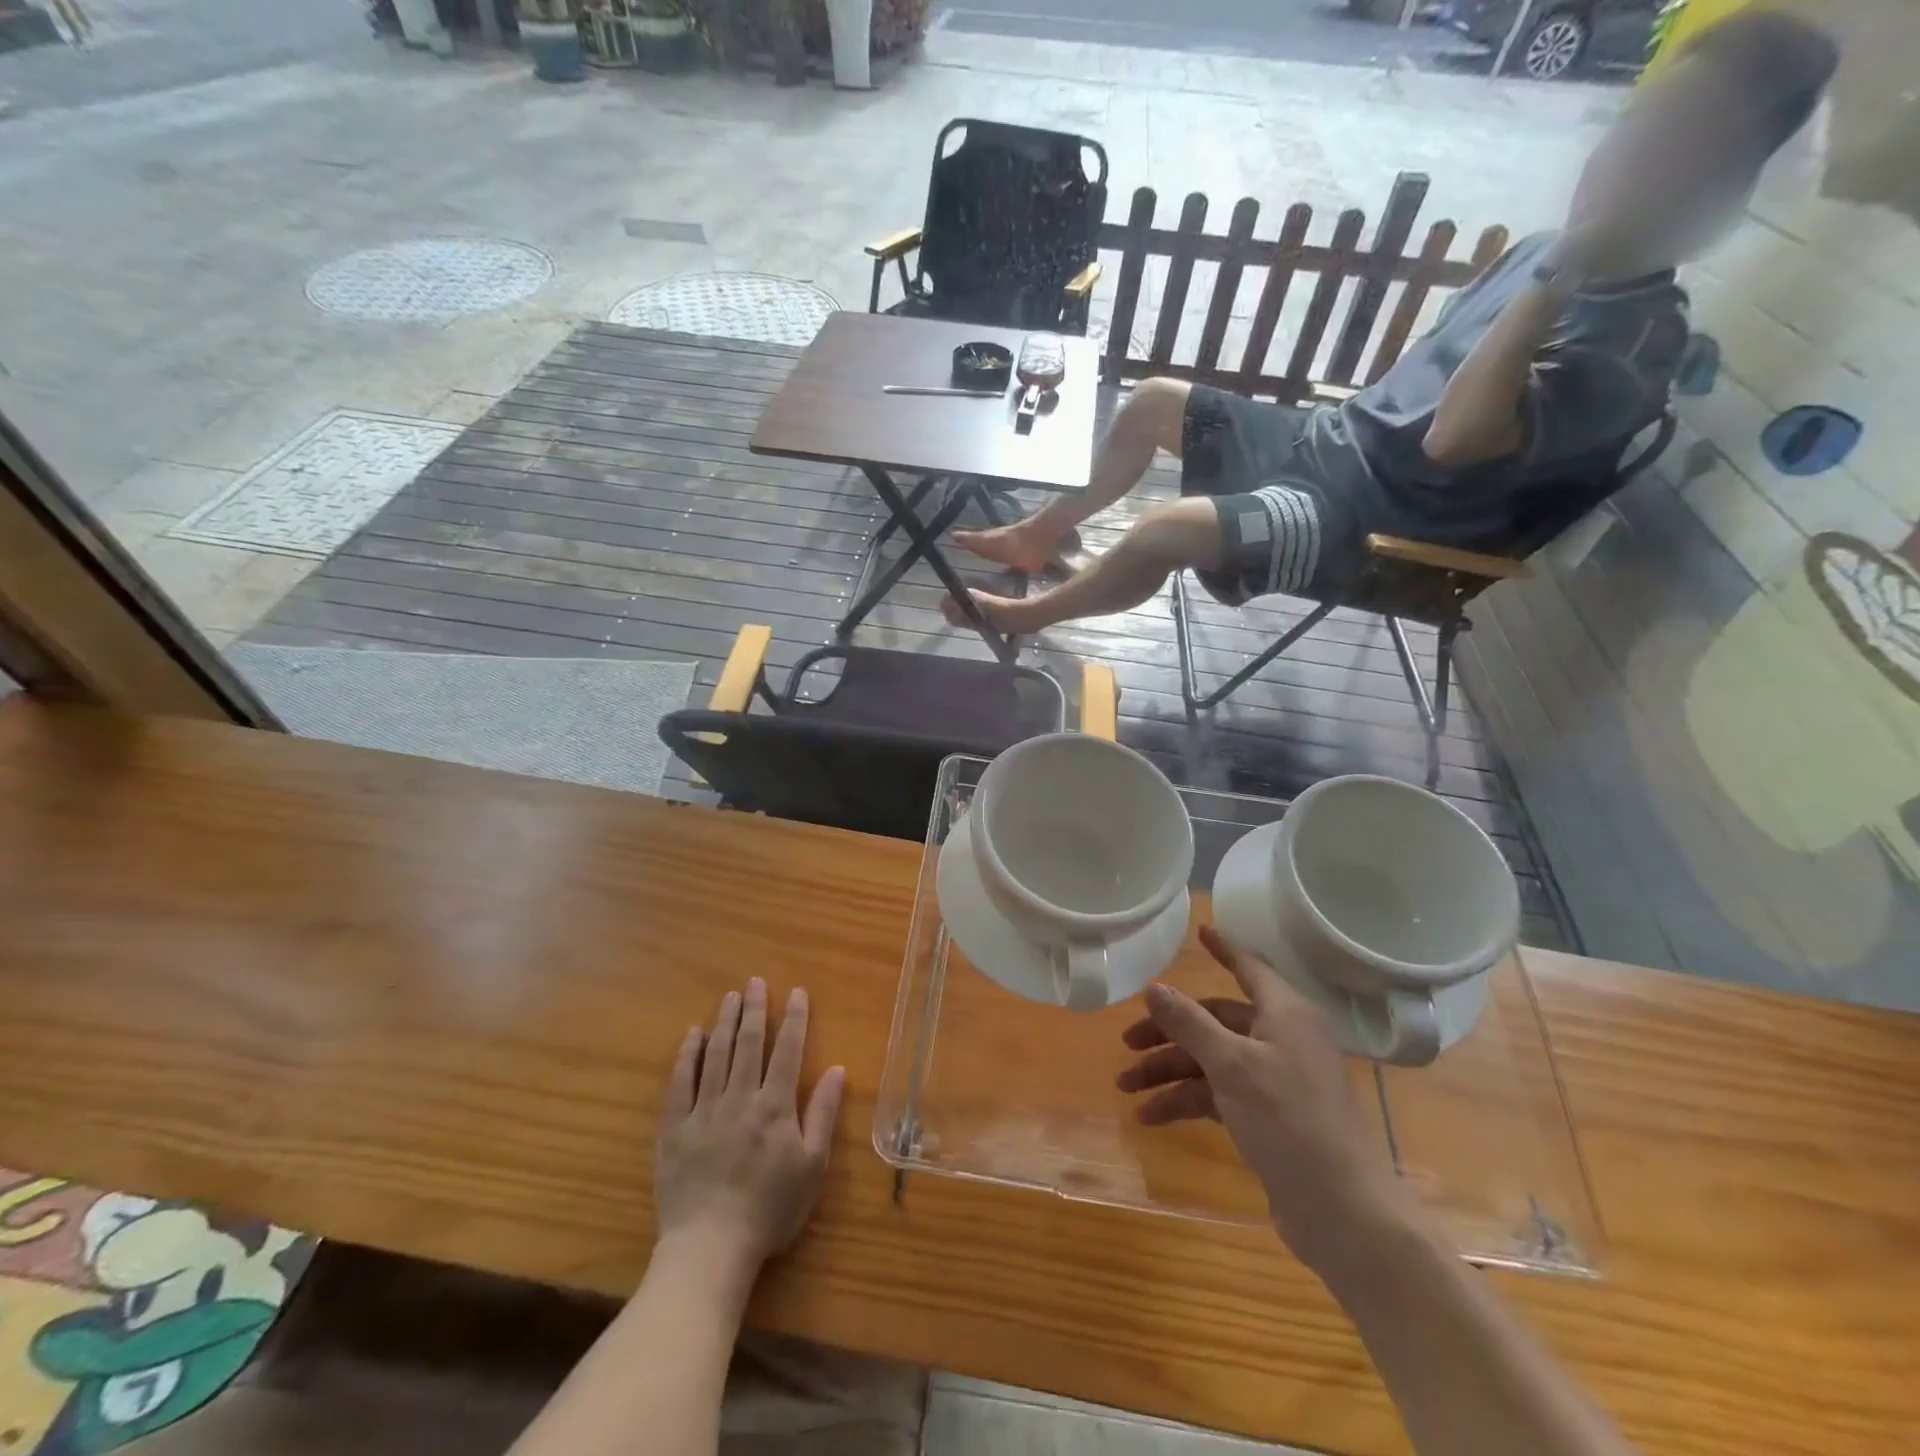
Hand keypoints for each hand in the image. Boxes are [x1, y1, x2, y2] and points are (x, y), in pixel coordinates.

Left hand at [655, 979, 845, 1274]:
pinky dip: (687, 1056)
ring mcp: (703, 1111)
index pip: (788, 1051)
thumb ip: (822, 1114)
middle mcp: (739, 1098)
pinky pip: (679, 1084)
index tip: (797, 992)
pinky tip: (692, 1036)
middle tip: (755, 982)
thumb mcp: (811, 1166)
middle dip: (754, 1010)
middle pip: (749, 1044)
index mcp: (774, 1106)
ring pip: (715, 1056)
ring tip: (730, 997)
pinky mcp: (674, 1129)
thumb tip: (838, 1069)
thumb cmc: (770, 1209)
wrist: (710, 1249)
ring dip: (724, 1023)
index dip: (795, 1019)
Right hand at [1116, 927, 1413, 1271]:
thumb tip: (1154, 987)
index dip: (1224, 949)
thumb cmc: (1290, 1121)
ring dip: (1169, 1071)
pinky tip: (1151, 1116)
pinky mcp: (1268, 1117)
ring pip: (1211, 1059)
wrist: (1342, 1212)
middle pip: (1216, 1020)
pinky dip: (1186, 1101)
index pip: (1250, 967)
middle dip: (1169, 1031)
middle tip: (1127, 1042)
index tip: (1200, 931)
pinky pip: (1218, 1094)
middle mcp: (1282, 1039)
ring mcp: (1275, 1080)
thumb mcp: (1232, 1065)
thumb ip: (1189, 1023)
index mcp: (1285, 1014)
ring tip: (1127, 1087)